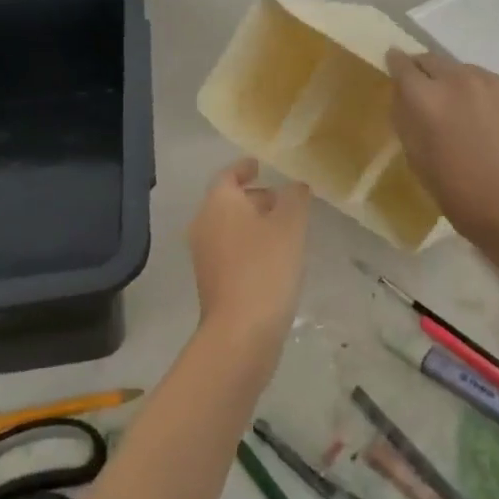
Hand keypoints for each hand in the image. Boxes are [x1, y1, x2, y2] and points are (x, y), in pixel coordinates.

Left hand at [189, 159, 310, 354]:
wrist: (240, 332)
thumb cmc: (265, 267)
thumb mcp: (290, 225)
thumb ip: (295, 198)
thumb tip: (295, 186)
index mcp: (218, 202)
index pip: (228, 174)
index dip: (245, 168)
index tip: (261, 166)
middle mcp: (204, 223)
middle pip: (228, 201)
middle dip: (255, 197)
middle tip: (284, 200)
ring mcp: (204, 255)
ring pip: (229, 227)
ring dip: (253, 223)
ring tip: (285, 229)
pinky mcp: (211, 281)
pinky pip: (231, 250)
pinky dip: (249, 246)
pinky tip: (275, 259)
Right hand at [386, 50, 498, 253]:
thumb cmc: (459, 193)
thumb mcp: (416, 157)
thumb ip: (406, 118)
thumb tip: (404, 94)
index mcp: (425, 97)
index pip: (402, 64)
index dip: (397, 63)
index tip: (396, 66)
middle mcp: (457, 78)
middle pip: (434, 60)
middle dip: (429, 74)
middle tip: (434, 97)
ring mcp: (495, 80)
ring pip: (469, 73)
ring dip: (464, 88)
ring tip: (474, 118)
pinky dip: (496, 100)